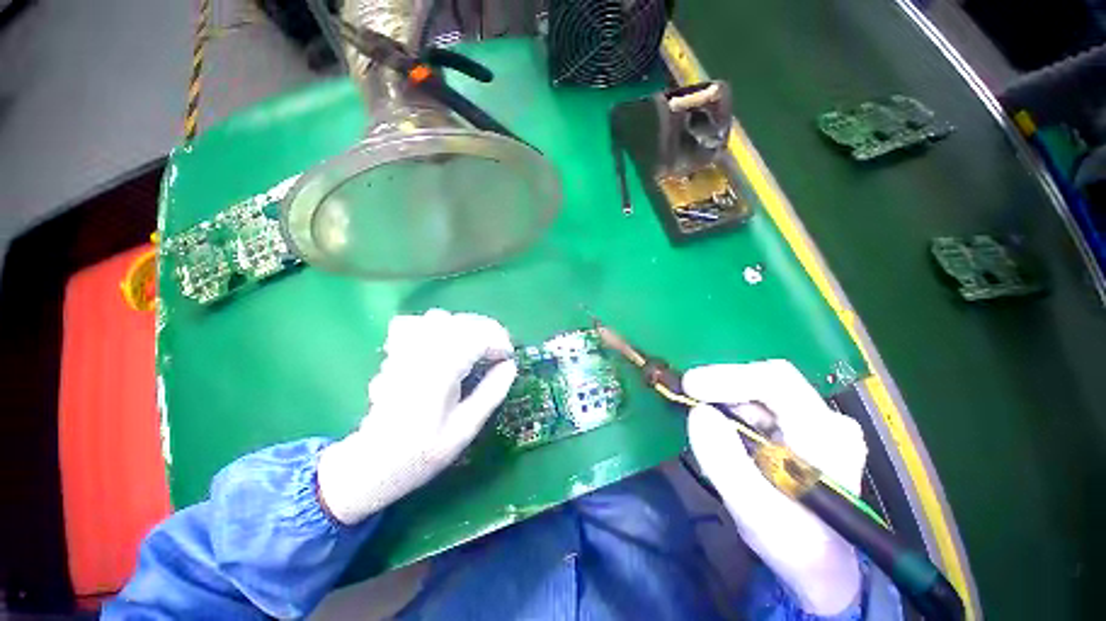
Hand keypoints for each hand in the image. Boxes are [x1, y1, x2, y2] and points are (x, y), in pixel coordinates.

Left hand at [317, 310, 517, 524]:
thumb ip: (490, 393)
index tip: (509, 359)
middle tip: (498, 354)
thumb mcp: (465, 429)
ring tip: (475, 348)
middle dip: (488, 332)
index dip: (500, 344)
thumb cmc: (421, 452)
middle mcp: (421, 352)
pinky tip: (442, 343)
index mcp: (441, 371)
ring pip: (441, 317)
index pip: (478, 338)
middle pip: (462, 322)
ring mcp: (404, 349)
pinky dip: (433, 327)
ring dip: (465, 328)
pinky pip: (415, 323)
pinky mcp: (394, 353)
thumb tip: (510, 366)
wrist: (371, 464)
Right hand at [684, 360, 867, 615]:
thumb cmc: (795, 547)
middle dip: (720, 390)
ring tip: (708, 432)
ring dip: (724, 403)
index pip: (776, 381)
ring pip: (758, 393)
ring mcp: (817, 422)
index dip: (727, 376)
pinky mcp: (802, 428)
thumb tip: (697, 412)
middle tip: (687, 402)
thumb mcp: (755, 513)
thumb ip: (725, 462)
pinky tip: (724, 436)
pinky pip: (758, 406)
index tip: (689, 386)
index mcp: (826, 436)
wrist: (824, 568)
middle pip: (764, 382)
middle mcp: (827, 419)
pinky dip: (732, 413)